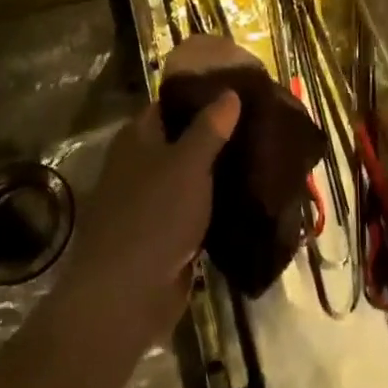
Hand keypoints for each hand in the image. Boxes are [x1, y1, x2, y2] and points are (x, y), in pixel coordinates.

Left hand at [59, 91, 239, 344]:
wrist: (125, 296)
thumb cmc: (154, 217)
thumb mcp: (187, 164)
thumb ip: (209, 128)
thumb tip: (229, 92)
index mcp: (136, 139)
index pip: (169, 104)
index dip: (200, 95)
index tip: (238, 92)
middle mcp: (138, 165)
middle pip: (180, 140)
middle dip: (215, 134)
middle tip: (259, 125)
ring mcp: (149, 203)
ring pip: (189, 177)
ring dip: (218, 172)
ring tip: (262, 158)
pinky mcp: (162, 236)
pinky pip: (193, 210)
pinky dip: (215, 205)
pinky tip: (248, 199)